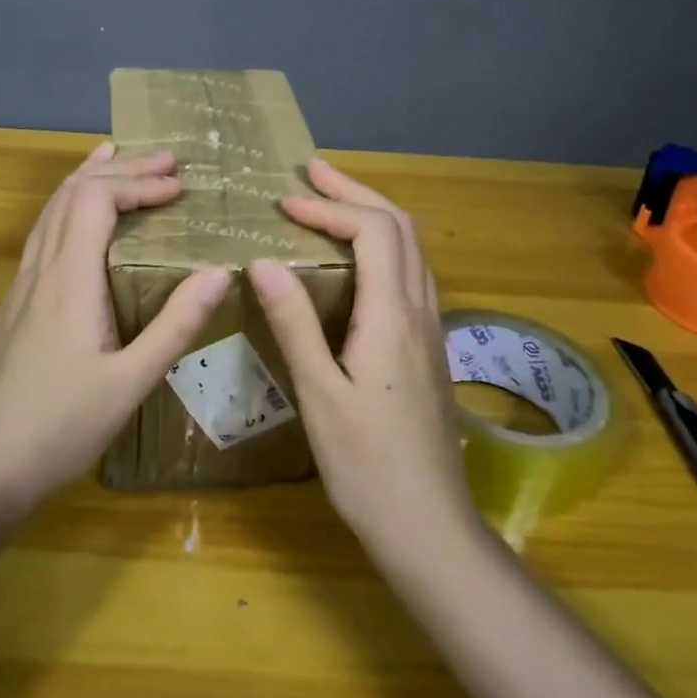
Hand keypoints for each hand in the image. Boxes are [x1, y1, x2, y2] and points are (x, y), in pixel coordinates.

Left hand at [0, 142, 230, 508]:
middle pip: (72, 194)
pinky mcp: (14, 306)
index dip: (139, 182)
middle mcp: (40, 271)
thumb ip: (175, 325)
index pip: (97, 200)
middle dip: (120, 169)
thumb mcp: (131, 382)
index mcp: (69, 281)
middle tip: (165, 159)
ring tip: (114, 157)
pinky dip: (66, 208)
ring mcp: (20, 287)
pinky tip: (77, 222)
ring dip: (85, 179)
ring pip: (49, 211)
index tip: (181, 186)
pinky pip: (41, 236)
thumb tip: (220, 271)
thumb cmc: (61, 428)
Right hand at [246, 158, 473, 558]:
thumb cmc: (367, 464)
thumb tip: (266, 262)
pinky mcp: (427, 349)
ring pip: (411, 249)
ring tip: (332, 203)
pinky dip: (383, 246)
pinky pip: (411, 275)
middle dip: (356, 193)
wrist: (428, 523)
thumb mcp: (320, 394)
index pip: (373, 232)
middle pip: (400, 228)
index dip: (329, 209)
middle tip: (312, 173)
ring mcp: (430, 329)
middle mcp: (420, 311)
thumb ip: (295, 324)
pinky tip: (358, 261)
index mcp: (392, 316)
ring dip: (374, 215)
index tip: (284, 204)